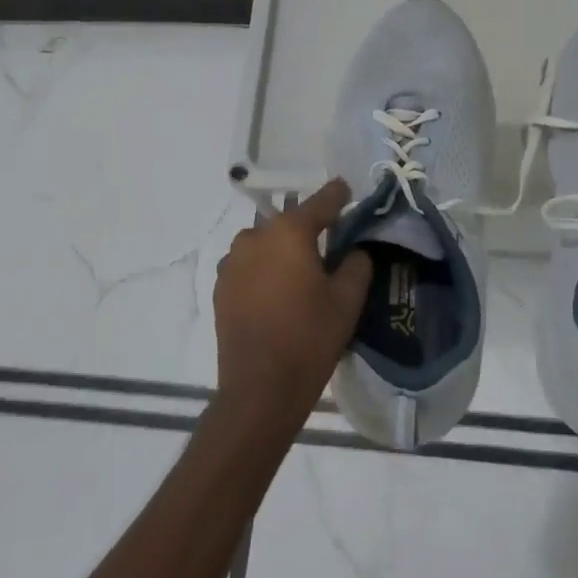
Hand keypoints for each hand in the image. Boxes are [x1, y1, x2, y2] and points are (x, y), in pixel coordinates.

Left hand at [212, 179, 372, 430]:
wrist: (260, 388)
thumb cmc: (310, 338)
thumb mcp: (348, 300)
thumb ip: (357, 264)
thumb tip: (354, 250)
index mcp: (289, 232)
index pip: (320, 202)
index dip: (337, 195)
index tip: (347, 189)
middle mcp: (255, 236)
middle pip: (288, 223)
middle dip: (308, 229)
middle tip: (328, 247)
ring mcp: (232, 262)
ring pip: (265, 244)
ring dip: (282, 250)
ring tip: (300, 274)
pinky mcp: (220, 286)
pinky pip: (248, 266)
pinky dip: (264, 270)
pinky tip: (277, 293)